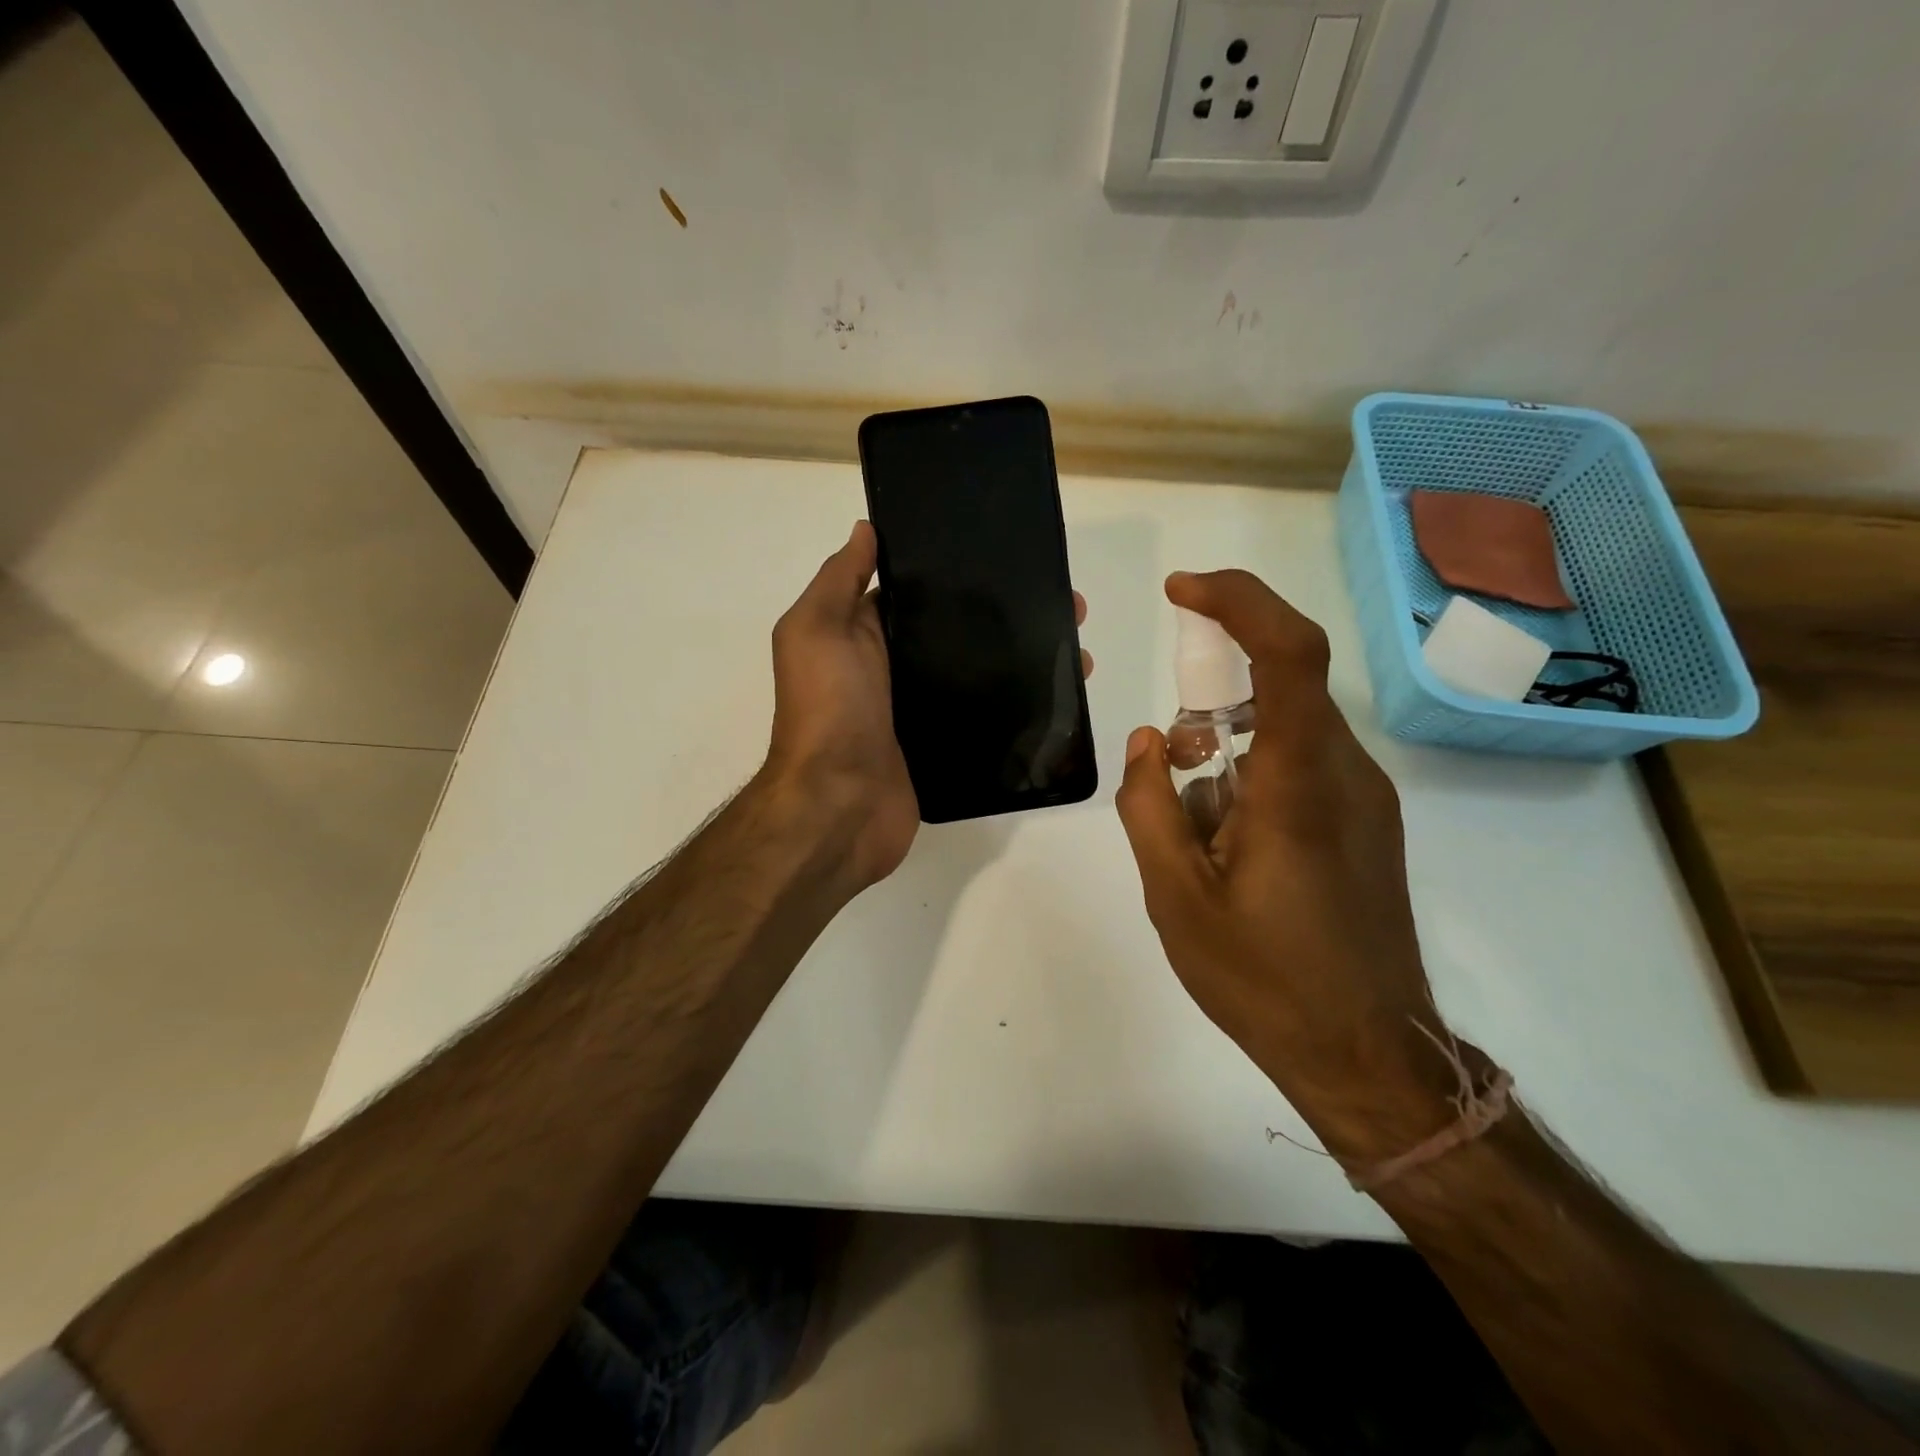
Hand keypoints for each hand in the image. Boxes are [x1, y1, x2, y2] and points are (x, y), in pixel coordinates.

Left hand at [763, 520, 1093, 890]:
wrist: (838, 806)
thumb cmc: (828, 709)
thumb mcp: (817, 630)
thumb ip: (839, 580)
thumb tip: (866, 529)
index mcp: (864, 634)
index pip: (920, 593)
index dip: (961, 573)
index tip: (1013, 557)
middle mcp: (895, 668)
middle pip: (959, 631)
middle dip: (1009, 615)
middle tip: (1068, 606)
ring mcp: (921, 710)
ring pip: (981, 673)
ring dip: (1026, 658)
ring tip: (1078, 652)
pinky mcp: (944, 746)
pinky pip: (986, 717)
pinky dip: (1020, 706)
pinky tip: (1060, 695)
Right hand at [1114, 569, 1467, 1164]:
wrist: (1368, 1056)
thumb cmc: (1265, 979)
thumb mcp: (1175, 895)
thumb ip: (1148, 805)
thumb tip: (1149, 740)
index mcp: (1297, 783)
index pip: (1286, 651)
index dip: (1237, 600)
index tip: (1180, 590)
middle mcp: (1343, 772)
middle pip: (1280, 686)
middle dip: (1210, 695)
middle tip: (1169, 759)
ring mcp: (1365, 798)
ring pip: (1286, 729)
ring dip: (1227, 746)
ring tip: (1192, 823)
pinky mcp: (1368, 824)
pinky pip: (1303, 765)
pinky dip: (1252, 773)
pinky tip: (1229, 843)